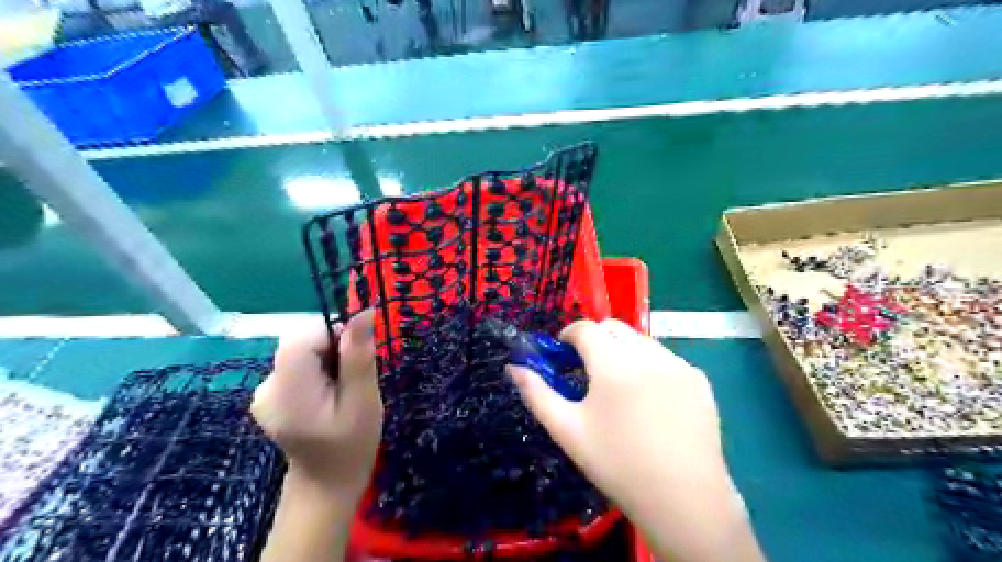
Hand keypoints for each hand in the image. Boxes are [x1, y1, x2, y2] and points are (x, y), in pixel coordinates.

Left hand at [254, 310, 381, 502]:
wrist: (326, 484)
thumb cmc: (352, 446)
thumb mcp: (364, 401)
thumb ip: (359, 356)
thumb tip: (363, 311)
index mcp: (287, 390)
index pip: (302, 336)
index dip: (333, 337)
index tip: (354, 360)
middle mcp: (266, 386)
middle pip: (300, 341)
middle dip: (332, 350)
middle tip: (351, 380)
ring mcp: (263, 391)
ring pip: (300, 351)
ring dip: (326, 360)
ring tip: (340, 391)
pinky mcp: (269, 394)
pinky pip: (296, 364)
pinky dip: (316, 370)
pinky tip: (326, 396)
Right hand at [512, 320, 765, 561]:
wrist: (683, 499)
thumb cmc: (617, 464)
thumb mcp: (567, 430)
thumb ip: (537, 393)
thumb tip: (514, 367)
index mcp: (614, 364)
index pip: (586, 328)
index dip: (569, 335)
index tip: (562, 353)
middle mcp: (648, 354)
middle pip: (614, 327)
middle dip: (596, 339)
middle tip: (588, 369)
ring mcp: (678, 365)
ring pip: (641, 341)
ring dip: (623, 351)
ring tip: (620, 387)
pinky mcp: (698, 379)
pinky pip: (666, 358)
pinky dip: (650, 366)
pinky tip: (651, 400)